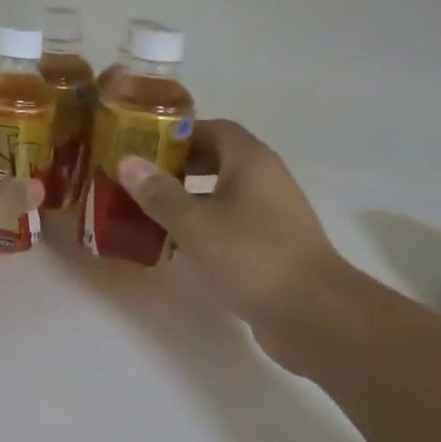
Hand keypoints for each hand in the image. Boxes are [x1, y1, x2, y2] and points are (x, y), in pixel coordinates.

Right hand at [117, 121, 359, 369]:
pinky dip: (206, 229)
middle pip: (219, 160)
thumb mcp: (195, 223)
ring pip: (225, 196)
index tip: (145, 146)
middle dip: (181, 167)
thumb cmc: (250, 255)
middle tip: (143, 180)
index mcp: (251, 161)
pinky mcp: (274, 247)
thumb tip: (127, 162)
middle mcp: (266, 180)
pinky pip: (233, 226)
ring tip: (151, 214)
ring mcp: (273, 215)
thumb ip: (159, 193)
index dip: (179, 134)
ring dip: (191, 201)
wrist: (312, 312)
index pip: (214, 129)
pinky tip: (180, 249)